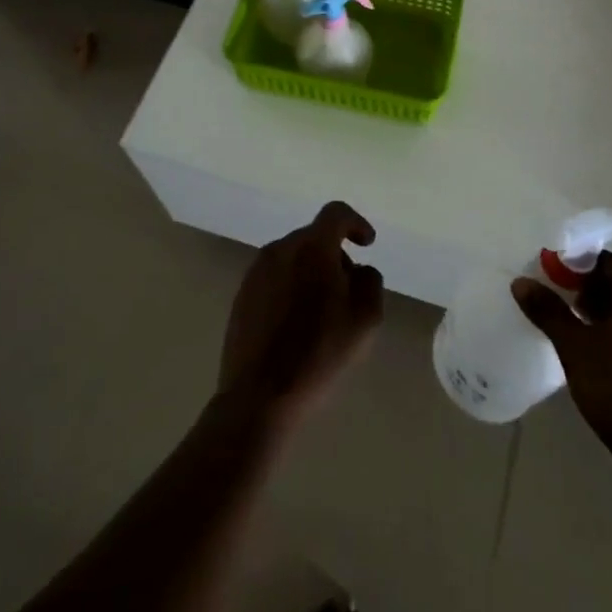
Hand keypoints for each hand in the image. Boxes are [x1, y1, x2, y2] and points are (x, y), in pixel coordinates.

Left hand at [217, 202, 384, 432]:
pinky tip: (295, 324)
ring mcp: (256, 272)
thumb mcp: (365, 319)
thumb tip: (357, 269)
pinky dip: (290, 288)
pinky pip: (274, 279)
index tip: (367, 244)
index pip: (336, 213)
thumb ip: (369, 281)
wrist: (259, 397)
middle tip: (347, 290)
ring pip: (292, 258)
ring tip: (321, 312)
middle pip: (314, 237)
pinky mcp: (241, 296)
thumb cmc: (319, 354)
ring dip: (311, 272)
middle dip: (334, 255)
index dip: (356, 223)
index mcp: (312, 247)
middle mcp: (280, 249)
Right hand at [513, 252, 611, 473]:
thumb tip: (521, 282)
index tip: (547, 276)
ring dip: (598, 316)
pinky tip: (592, 353)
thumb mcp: (575, 348)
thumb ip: (548, 311)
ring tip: (566, 328)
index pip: (605, 263)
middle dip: (583, 292)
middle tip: (552, 302)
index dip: (573, 265)